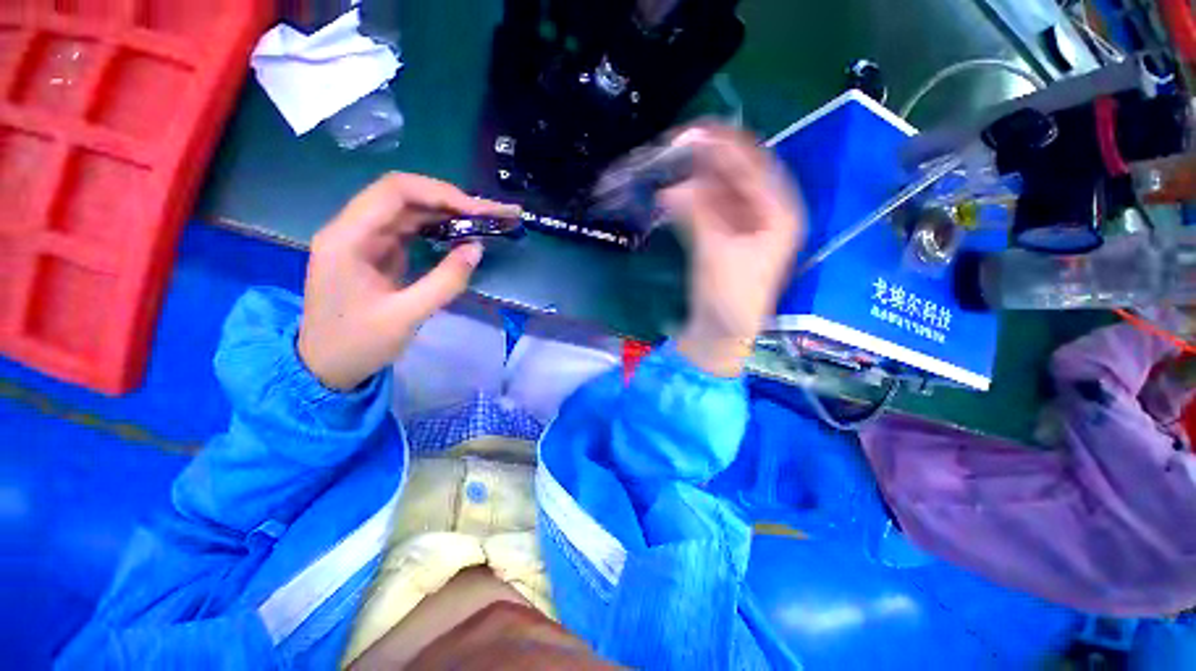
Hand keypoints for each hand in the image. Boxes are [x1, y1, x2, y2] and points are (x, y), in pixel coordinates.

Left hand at [298, 173, 519, 390]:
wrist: (325, 367)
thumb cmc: (358, 345)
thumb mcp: (406, 317)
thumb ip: (445, 281)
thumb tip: (477, 248)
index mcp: (347, 238)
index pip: (395, 192)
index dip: (442, 194)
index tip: (481, 212)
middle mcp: (352, 228)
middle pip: (404, 196)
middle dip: (451, 200)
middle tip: (492, 214)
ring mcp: (363, 239)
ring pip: (409, 210)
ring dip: (447, 213)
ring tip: (484, 221)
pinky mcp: (375, 252)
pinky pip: (409, 229)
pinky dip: (438, 229)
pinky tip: (460, 234)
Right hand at [660, 126, 804, 375]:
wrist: (722, 334)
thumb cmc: (731, 297)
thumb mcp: (717, 252)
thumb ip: (698, 212)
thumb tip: (673, 186)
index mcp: (779, 212)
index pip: (754, 164)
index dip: (723, 144)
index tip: (690, 131)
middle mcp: (767, 213)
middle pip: (738, 173)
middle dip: (707, 158)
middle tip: (674, 145)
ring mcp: (745, 225)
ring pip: (721, 189)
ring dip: (696, 177)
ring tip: (670, 164)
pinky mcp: (725, 238)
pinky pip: (710, 208)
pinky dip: (692, 199)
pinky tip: (674, 193)